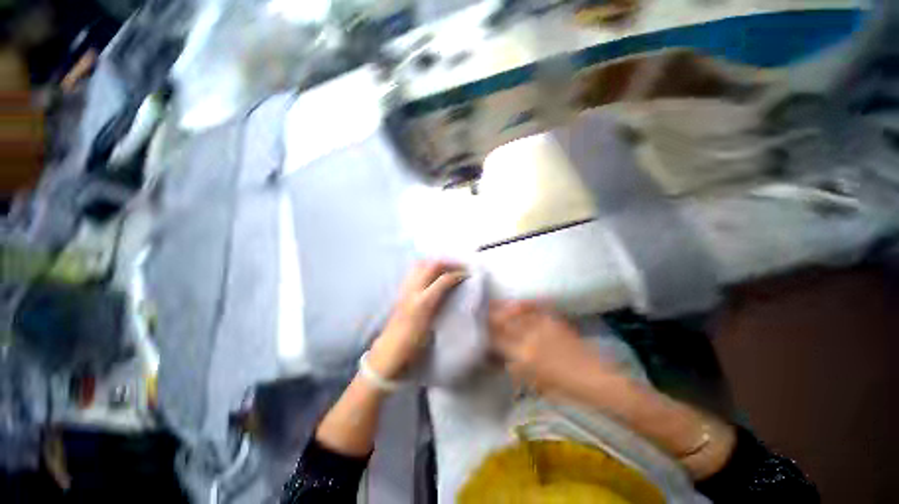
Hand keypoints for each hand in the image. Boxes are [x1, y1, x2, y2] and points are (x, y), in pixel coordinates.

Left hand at [369, 261, 466, 379]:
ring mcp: (405, 288)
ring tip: (448, 266)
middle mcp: (413, 290)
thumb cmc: (414, 343)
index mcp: (423, 302)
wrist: (390, 349)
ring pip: (421, 264)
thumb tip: (454, 288)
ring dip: (436, 262)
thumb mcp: (432, 326)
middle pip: (432, 265)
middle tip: (460, 266)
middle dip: (448, 262)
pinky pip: (414, 270)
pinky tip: (432, 273)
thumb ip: (442, 305)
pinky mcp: (401, 290)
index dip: (458, 273)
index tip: (468, 274)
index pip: (443, 279)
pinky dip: (425, 266)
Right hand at [489, 300, 621, 396]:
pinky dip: (525, 304)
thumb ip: (516, 369)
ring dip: (503, 307)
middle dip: (490, 316)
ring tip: (493, 302)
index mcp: (524, 357)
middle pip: (504, 323)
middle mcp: (530, 339)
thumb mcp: (535, 383)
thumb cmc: (564, 388)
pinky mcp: (554, 321)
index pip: (497, 341)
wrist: (595, 379)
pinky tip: (518, 302)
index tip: (479, 328)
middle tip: (481, 310)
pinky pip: (536, 308)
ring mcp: (543, 327)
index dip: (486, 333)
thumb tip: (503, 359)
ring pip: (517, 313)